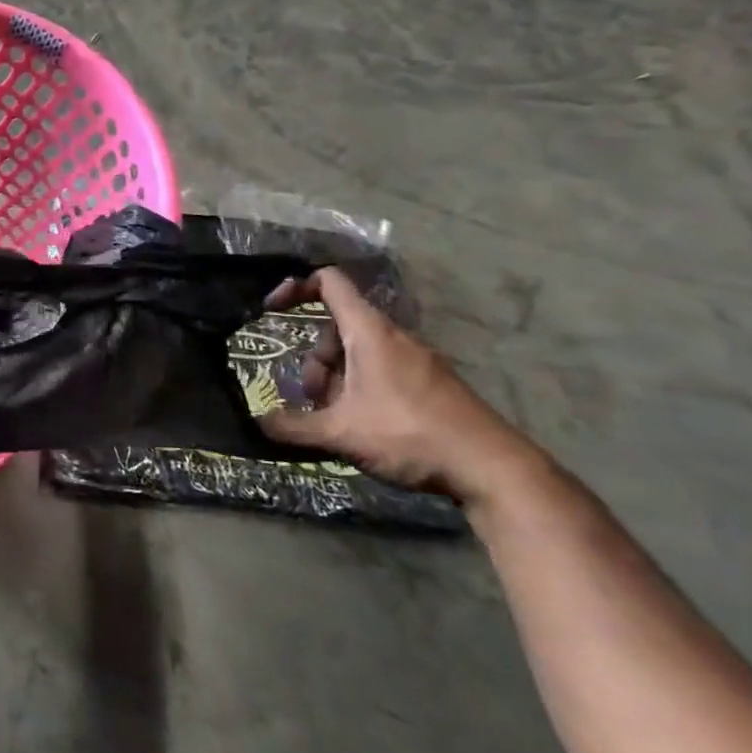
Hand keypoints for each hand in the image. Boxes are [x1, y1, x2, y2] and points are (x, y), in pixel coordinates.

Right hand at [258, 268, 538, 504]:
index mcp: (369, 331)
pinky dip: (362, 387)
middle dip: (316, 359)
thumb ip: (294, 427)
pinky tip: (364, 425)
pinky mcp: (432, 383)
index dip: (295, 286)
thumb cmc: (410, 435)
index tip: (271, 309)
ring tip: (337, 418)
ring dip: (337, 378)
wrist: (495, 470)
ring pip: (360, 353)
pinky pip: (383, 369)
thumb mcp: (341, 433)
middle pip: (338, 328)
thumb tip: (256, 423)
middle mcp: (393, 336)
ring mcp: (417, 359)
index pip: (329, 282)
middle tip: (312, 397)